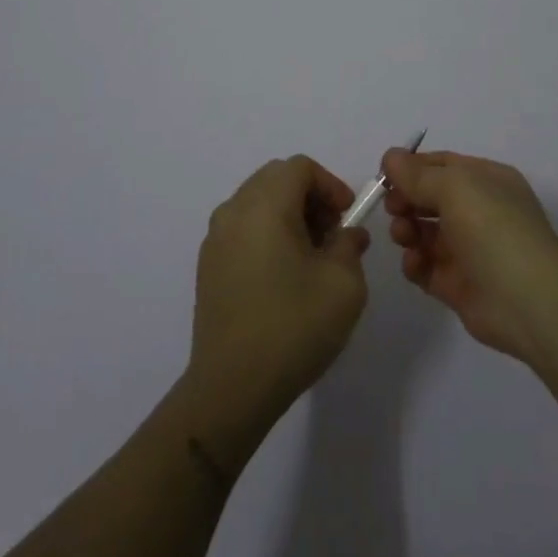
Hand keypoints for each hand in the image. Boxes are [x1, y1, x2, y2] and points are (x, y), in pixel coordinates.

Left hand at [184, 156, 370, 453]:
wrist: (232, 388)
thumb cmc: (293, 327)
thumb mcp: (343, 284)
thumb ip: (349, 245)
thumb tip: (346, 235)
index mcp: (264, 206)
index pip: (299, 167)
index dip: (330, 184)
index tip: (348, 217)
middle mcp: (233, 211)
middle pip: (275, 179)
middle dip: (309, 197)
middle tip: (332, 234)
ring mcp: (215, 239)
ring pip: (257, 203)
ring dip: (288, 215)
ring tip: (311, 257)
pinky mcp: (208, 266)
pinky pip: (242, 229)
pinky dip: (267, 234)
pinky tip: (283, 276)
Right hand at [383, 147, 557, 369]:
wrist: (529, 302)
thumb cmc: (494, 229)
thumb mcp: (455, 187)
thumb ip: (417, 174)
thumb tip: (390, 157)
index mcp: (487, 180)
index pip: (442, 165)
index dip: (411, 168)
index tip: (384, 177)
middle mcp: (480, 211)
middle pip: (430, 198)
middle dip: (407, 199)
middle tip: (393, 208)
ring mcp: (470, 249)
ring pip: (426, 232)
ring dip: (407, 229)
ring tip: (404, 236)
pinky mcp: (459, 285)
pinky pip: (427, 267)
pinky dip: (415, 263)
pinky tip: (414, 263)